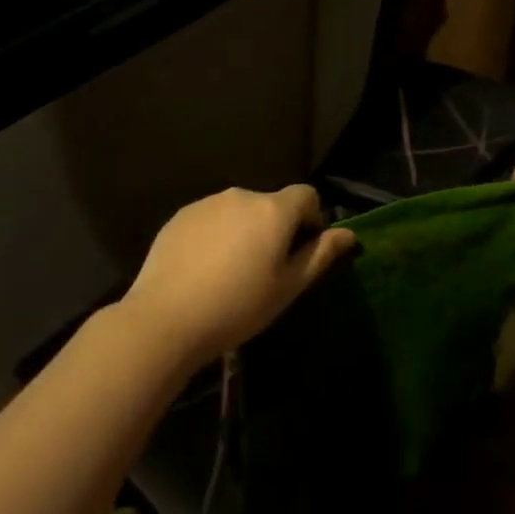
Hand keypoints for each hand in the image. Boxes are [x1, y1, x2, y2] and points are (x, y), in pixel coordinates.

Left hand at [119, 184, 356, 368]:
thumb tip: (348, 234)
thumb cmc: (238, 306)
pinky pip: (210, 219)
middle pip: (271, 204)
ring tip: (232, 272)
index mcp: (273, 210)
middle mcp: (241, 196)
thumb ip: (320, 255)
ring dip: (245, 231)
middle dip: (276, 228)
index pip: (307, 195)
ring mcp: (206, 203)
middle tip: (266, 270)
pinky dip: (216, 235)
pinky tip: (204, 270)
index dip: (312, 219)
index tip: (302, 252)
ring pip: (239, 212)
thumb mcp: (288, 287)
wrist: (166, 318)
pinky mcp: (180, 217)